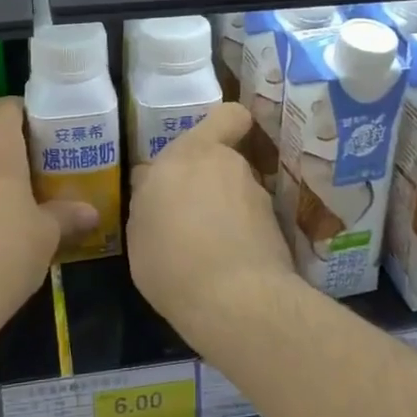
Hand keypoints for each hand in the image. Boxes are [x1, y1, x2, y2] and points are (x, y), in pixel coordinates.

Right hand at [128, 102, 295, 343]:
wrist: (233, 300)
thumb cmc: (170, 258)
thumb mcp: (138, 229)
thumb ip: (150, 196)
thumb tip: (154, 183)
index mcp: (190, 154)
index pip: (226, 116)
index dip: (223, 126)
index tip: (206, 147)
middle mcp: (229, 165)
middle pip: (222, 161)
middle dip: (209, 181)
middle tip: (186, 213)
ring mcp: (257, 197)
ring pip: (237, 193)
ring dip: (225, 210)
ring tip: (204, 249)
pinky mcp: (277, 229)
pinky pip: (251, 223)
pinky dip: (241, 236)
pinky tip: (224, 266)